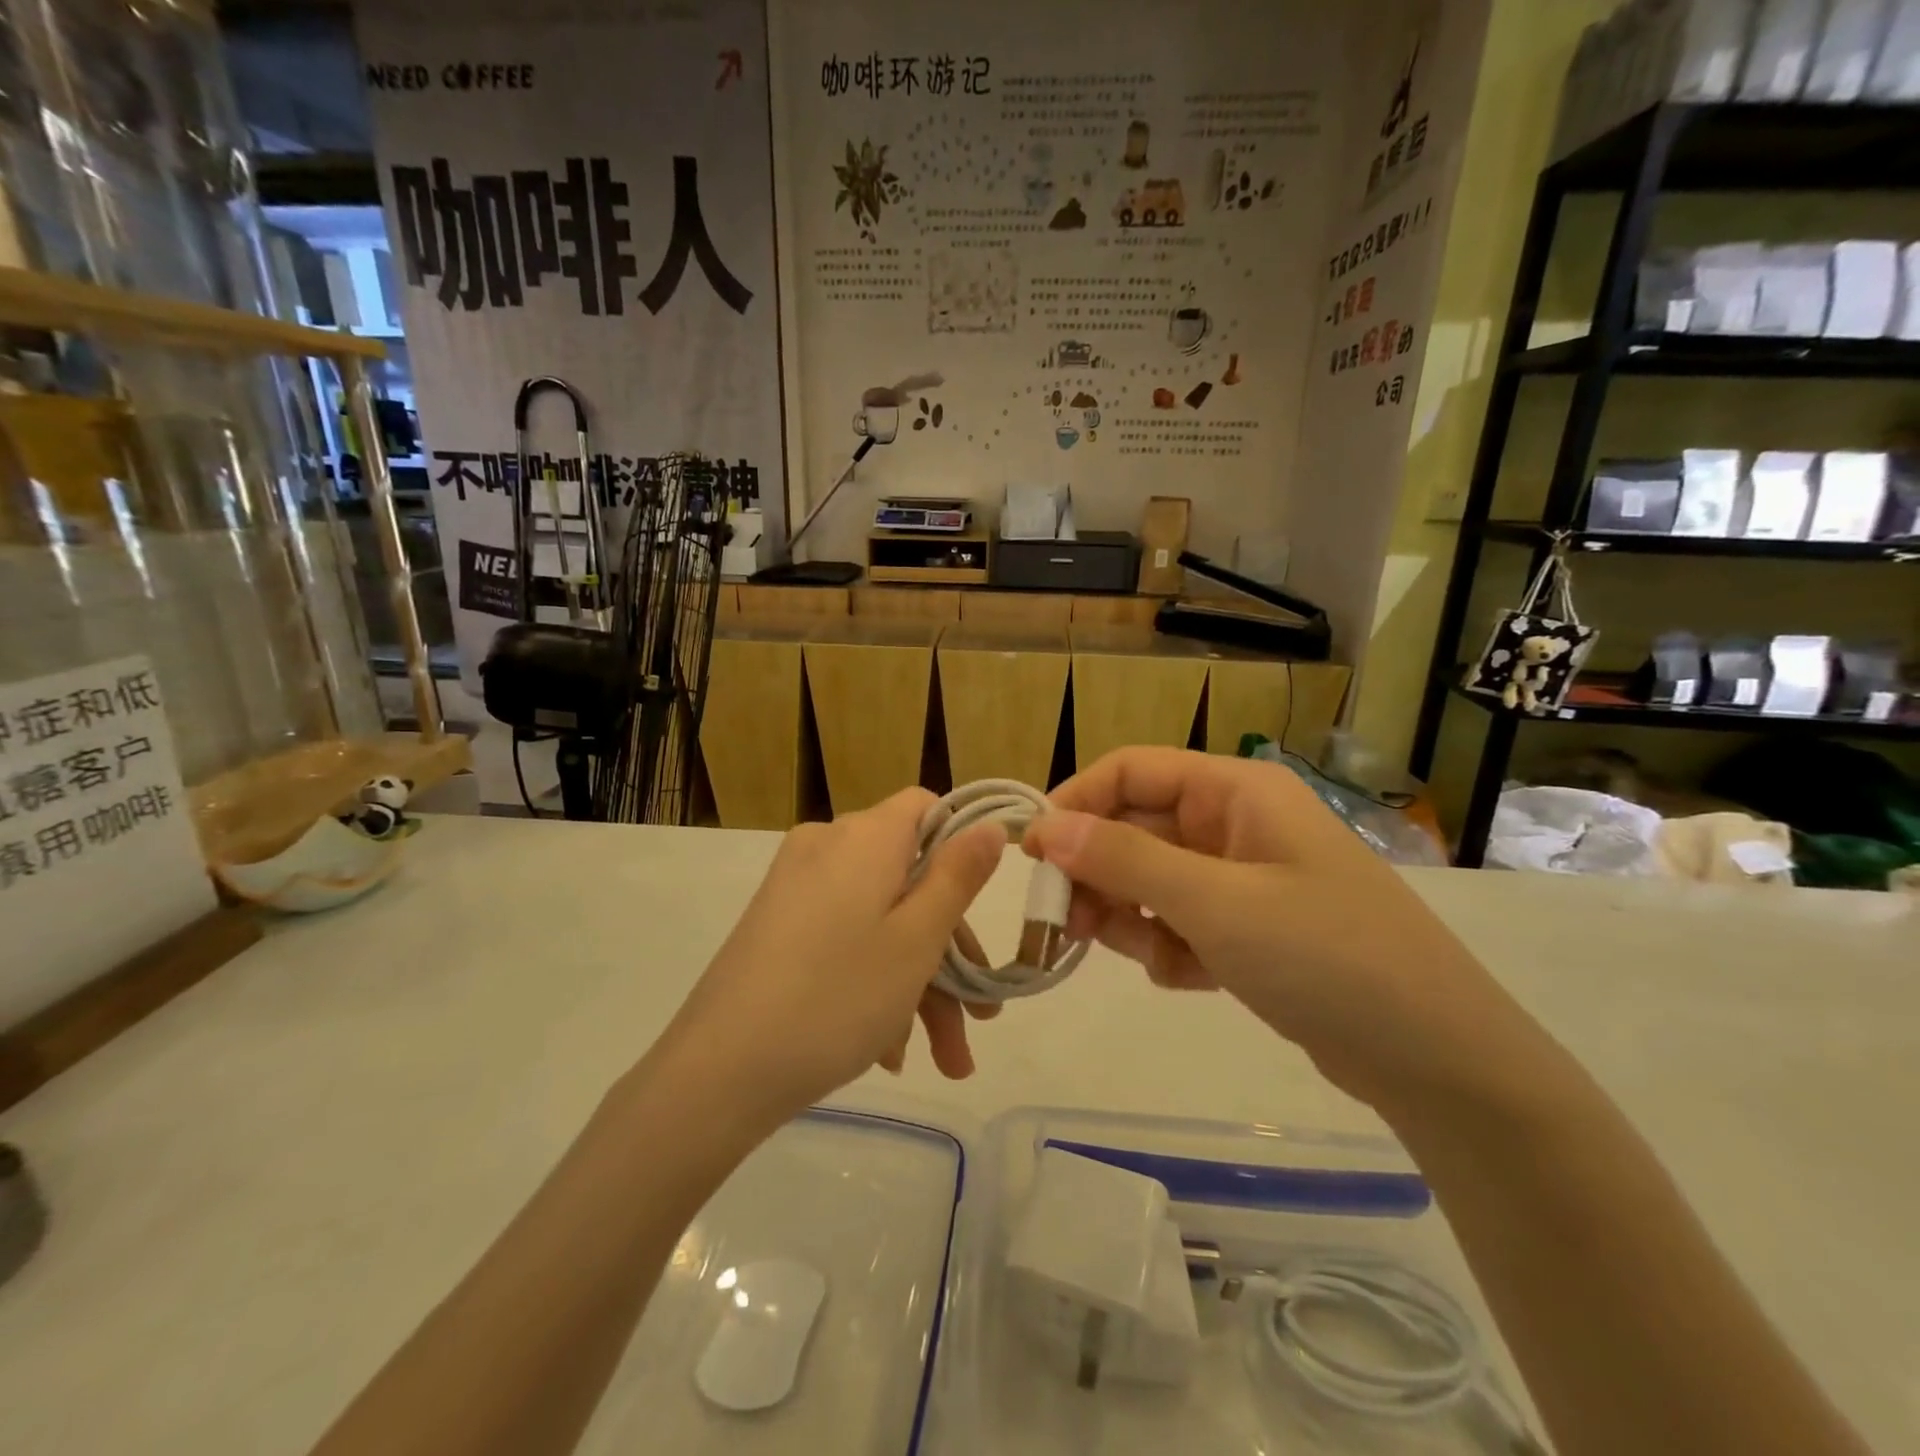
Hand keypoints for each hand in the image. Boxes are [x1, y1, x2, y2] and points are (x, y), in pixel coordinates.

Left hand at [660, 789, 1005, 1124]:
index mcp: (865, 837)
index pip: (926, 808)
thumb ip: (958, 876)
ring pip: (879, 918)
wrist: (718, 1071)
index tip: (982, 907)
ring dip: (918, 983)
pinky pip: (844, 936)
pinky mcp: (777, 923)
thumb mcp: (917, 940)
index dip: (961, 848)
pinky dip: (873, 980)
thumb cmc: (837, 996)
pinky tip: (889, 1050)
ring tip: (945, 1061)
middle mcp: (827, 847)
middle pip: (908, 877)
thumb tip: (989, 823)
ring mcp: (796, 886)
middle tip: (980, 1023)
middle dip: (949, 952)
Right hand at [1022, 748, 1525, 1109]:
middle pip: (1137, 828)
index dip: (1076, 802)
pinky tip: (1188, 978)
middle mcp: (1237, 823)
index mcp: (1236, 790)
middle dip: (1099, 873)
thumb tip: (1043, 827)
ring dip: (1131, 915)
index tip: (1031, 852)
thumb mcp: (1215, 903)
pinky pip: (1181, 921)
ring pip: (1153, 880)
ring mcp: (1245, 878)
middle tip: (1063, 921)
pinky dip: (1170, 947)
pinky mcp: (1250, 929)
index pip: (1132, 770)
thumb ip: (1123, 860)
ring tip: (1140, 955)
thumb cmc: (1326, 956)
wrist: (1438, 1061)